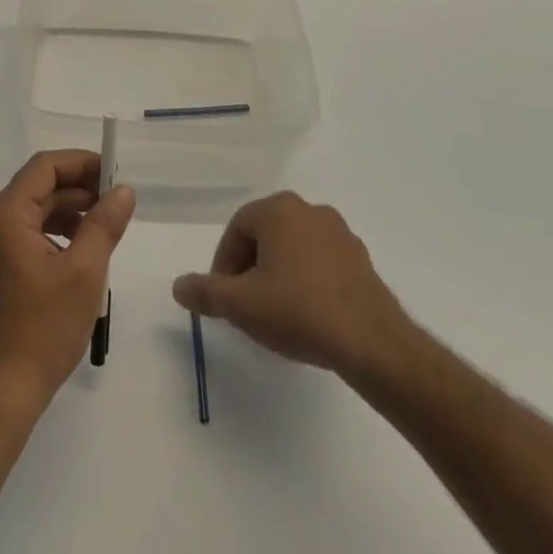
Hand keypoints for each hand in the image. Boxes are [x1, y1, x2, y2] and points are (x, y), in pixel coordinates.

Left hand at [0, 150, 135, 410]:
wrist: (1, 391)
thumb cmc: (44, 329)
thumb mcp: (85, 273)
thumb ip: (104, 224)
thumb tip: (123, 190)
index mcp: (5, 215)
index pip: (44, 167)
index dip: (80, 163)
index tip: (113, 172)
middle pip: (37, 187)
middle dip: (77, 189)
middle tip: (115, 200)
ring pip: (31, 211)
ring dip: (66, 211)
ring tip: (103, 225)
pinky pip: (22, 233)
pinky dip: (51, 232)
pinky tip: (78, 250)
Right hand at [173, 192, 415, 386]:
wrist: (373, 344)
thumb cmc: (299, 311)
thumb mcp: (241, 305)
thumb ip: (205, 293)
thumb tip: (179, 286)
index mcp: (279, 209)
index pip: (237, 230)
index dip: (225, 265)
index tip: (225, 299)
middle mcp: (310, 211)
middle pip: (266, 237)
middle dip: (251, 270)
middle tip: (247, 306)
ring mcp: (341, 235)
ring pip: (295, 251)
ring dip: (280, 276)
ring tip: (277, 315)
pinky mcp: (362, 262)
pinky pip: (322, 266)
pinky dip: (308, 284)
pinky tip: (309, 318)